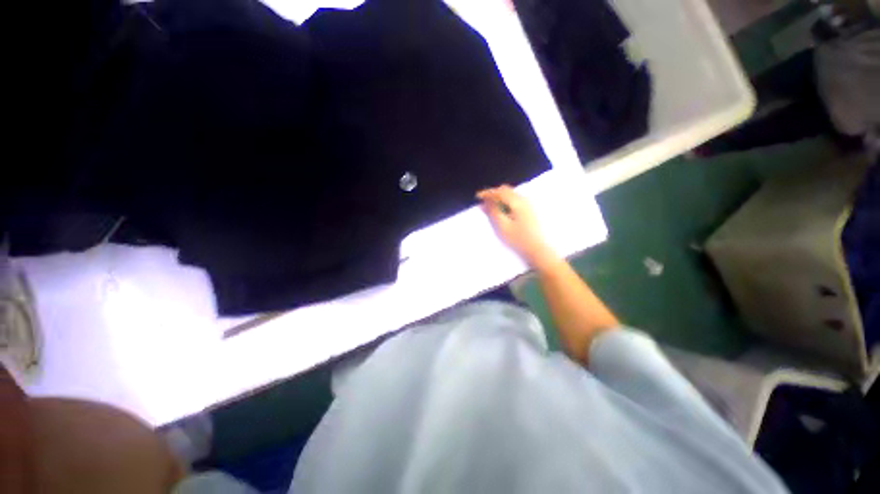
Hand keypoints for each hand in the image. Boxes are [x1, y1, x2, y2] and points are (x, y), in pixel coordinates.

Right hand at [476, 185, 557, 267]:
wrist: (539, 251)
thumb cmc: (519, 240)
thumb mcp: (502, 227)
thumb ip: (492, 212)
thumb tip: (485, 202)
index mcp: (518, 202)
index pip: (500, 191)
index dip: (488, 193)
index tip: (478, 197)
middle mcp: (525, 200)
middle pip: (507, 191)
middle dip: (494, 195)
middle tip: (484, 204)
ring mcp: (530, 206)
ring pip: (512, 197)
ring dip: (500, 200)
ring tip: (492, 210)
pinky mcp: (531, 212)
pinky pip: (516, 202)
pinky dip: (507, 205)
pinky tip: (503, 214)